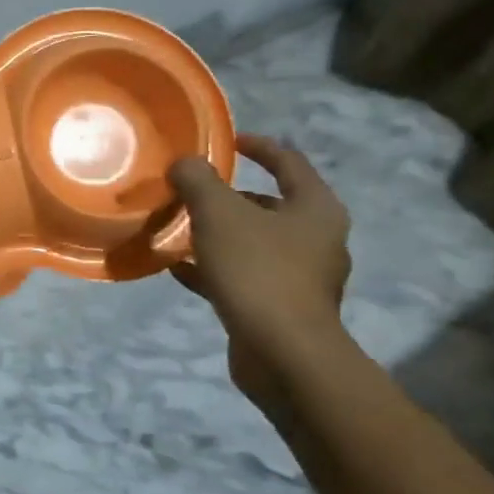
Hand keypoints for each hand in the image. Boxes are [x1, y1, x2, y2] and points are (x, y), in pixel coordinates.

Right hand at [167, 135, 351, 410]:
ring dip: (217, 233)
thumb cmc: (257, 270)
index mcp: (315, 209)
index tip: (226, 140)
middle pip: (269, 205)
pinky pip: (242, 275)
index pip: (288, 161)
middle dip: (228, 196)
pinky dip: (212, 268)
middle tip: (191, 189)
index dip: (257, 146)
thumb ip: (198, 180)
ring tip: (177, 227)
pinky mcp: (280, 307)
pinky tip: (177, 268)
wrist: (282, 353)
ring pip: (252, 242)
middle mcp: (316, 239)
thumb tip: (184, 162)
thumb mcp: (218, 213)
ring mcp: (301, 277)